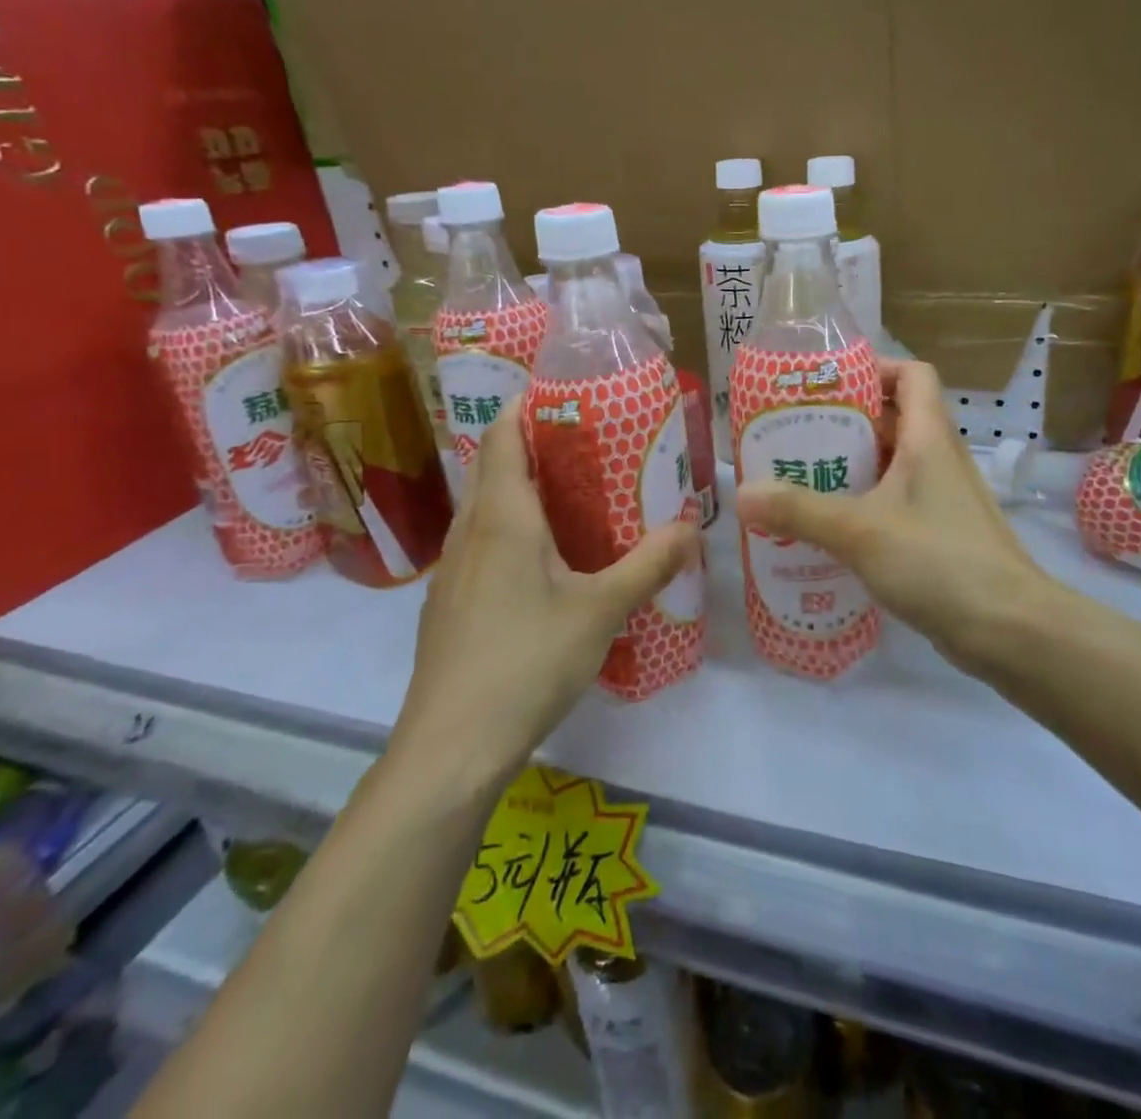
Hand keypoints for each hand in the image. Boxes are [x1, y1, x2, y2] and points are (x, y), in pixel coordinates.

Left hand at [391, 399, 698, 773]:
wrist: (450, 747)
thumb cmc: (526, 661)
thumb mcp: (601, 610)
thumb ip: (649, 565)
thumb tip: (691, 528)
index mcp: (502, 517)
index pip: (501, 436)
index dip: (525, 406)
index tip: (564, 394)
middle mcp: (469, 532)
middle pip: (492, 466)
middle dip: (532, 445)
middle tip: (587, 445)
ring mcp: (452, 570)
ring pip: (485, 508)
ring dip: (521, 490)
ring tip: (573, 496)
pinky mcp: (450, 604)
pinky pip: (481, 544)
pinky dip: (511, 530)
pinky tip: (545, 563)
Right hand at [734, 359, 1060, 679]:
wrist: (1009, 628)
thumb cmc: (937, 561)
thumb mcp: (859, 531)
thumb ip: (799, 510)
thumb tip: (741, 493)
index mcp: (929, 437)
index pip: (911, 374)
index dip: (874, 369)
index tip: (826, 387)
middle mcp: (940, 459)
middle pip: (895, 418)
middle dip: (846, 422)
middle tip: (795, 437)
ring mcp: (943, 499)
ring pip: (894, 464)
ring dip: (853, 466)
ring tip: (802, 480)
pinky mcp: (941, 534)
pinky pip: (898, 502)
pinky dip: (866, 504)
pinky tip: (831, 529)